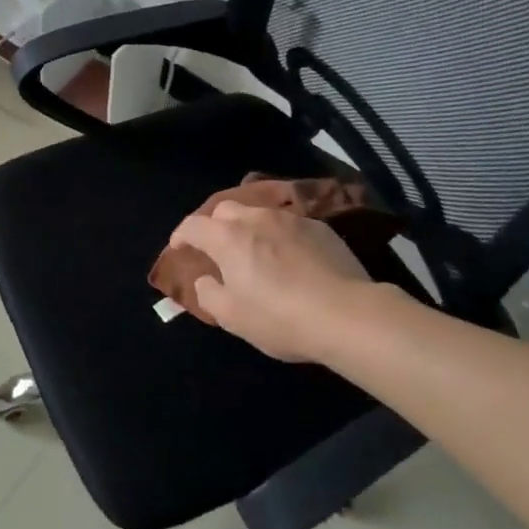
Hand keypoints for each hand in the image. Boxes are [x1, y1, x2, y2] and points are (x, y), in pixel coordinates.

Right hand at [167, 200, 375, 361]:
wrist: (349, 316)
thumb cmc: (281, 318)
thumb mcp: (232, 317)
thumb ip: (208, 294)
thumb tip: (206, 280)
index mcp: (227, 237)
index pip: (192, 226)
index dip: (181, 236)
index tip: (180, 249)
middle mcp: (255, 219)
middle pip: (224, 210)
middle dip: (215, 226)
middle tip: (218, 249)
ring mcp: (290, 219)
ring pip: (258, 214)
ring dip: (249, 229)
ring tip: (256, 251)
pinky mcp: (320, 228)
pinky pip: (289, 225)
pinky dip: (280, 236)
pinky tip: (290, 258)